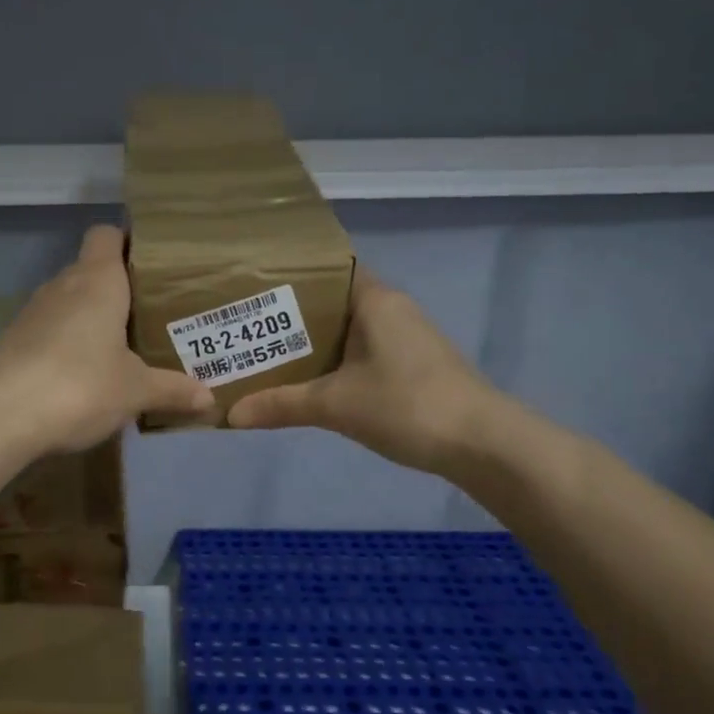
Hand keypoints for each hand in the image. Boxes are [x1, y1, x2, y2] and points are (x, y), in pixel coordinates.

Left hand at [0, 225, 214, 453]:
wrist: (0, 414)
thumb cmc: (81, 384)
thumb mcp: (135, 390)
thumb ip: (172, 389)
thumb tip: (209, 400)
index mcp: (98, 280)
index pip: (107, 234)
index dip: (128, 241)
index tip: (152, 264)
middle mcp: (63, 285)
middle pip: (91, 269)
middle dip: (117, 288)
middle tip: (150, 313)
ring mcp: (34, 312)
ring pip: (69, 301)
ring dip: (91, 318)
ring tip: (122, 345)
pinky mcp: (15, 341)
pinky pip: (50, 329)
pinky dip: (68, 342)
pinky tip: (85, 373)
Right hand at [226, 269, 503, 477]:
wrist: (483, 444)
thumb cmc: (407, 405)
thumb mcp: (335, 405)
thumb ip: (281, 405)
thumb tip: (230, 414)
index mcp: (374, 300)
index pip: (328, 268)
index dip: (291, 274)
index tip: (253, 285)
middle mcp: (391, 309)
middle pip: (332, 300)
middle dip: (292, 313)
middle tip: (247, 324)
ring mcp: (405, 338)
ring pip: (347, 329)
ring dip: (313, 341)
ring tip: (266, 351)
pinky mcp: (412, 365)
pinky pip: (362, 351)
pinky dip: (335, 360)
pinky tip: (309, 380)